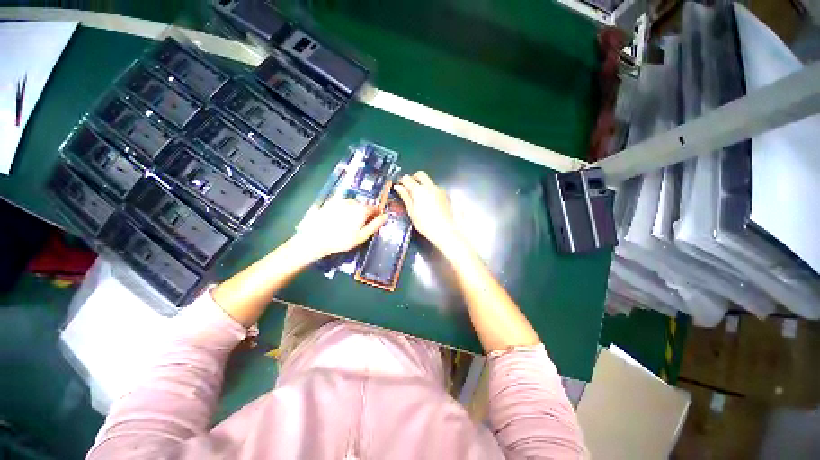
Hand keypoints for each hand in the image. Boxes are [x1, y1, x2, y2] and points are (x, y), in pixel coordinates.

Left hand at [293, 199, 386, 260]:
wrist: (314, 239)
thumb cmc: (341, 240)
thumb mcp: (362, 236)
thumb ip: (375, 225)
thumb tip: (386, 216)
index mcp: (361, 209)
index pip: (374, 208)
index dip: (376, 214)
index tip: (375, 221)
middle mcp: (351, 202)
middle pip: (362, 205)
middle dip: (364, 212)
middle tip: (360, 225)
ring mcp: (339, 201)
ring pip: (351, 204)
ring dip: (353, 210)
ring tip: (348, 223)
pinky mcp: (328, 203)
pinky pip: (341, 204)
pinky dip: (343, 209)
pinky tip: (338, 219)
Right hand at [394, 171, 461, 249]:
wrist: (444, 230)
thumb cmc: (425, 224)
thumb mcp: (411, 211)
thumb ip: (405, 197)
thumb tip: (398, 187)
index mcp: (418, 190)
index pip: (407, 179)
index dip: (402, 180)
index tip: (399, 185)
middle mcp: (430, 186)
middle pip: (420, 174)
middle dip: (413, 177)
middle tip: (409, 187)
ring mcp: (439, 189)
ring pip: (429, 181)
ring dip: (422, 184)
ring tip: (419, 197)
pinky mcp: (445, 195)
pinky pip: (435, 188)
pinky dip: (430, 190)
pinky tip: (429, 201)